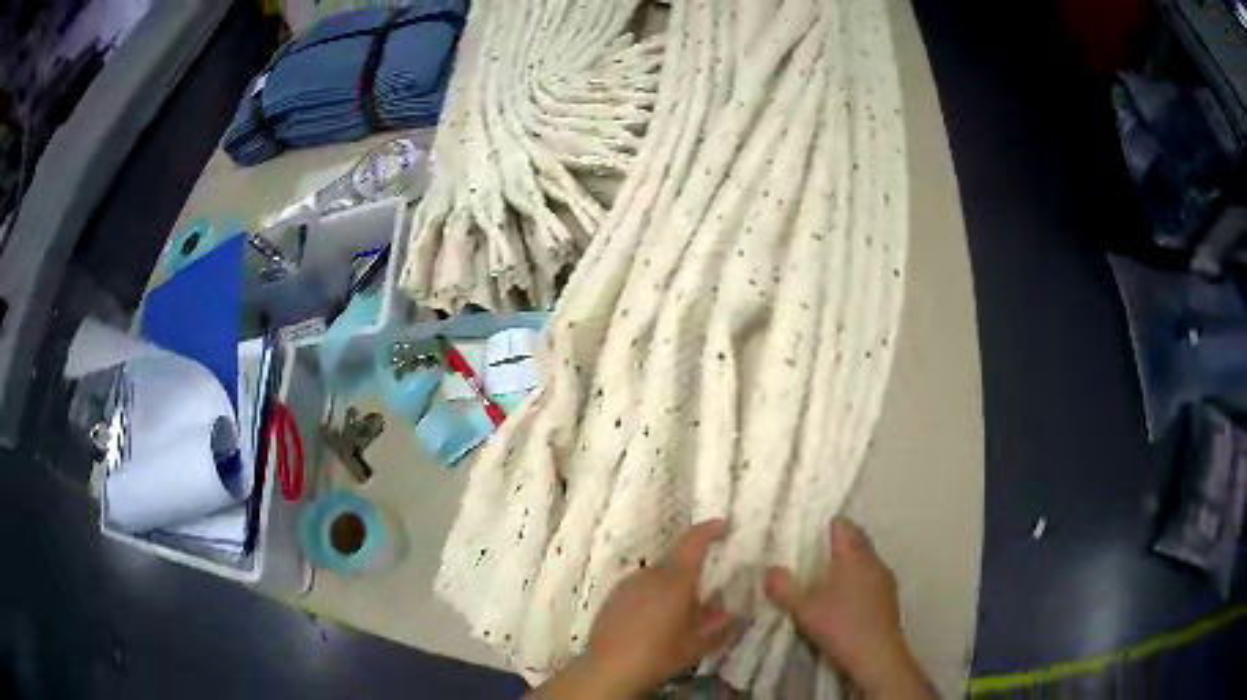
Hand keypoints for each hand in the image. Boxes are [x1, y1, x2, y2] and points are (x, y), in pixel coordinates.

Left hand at [534, 520, 737, 697]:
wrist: (609, 668)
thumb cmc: (659, 654)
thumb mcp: (697, 644)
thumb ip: (717, 626)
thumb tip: (727, 613)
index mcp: (675, 580)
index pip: (693, 544)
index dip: (708, 530)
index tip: (722, 523)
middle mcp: (650, 575)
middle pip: (675, 561)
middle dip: (691, 570)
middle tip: (705, 588)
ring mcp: (627, 585)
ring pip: (656, 576)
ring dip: (670, 585)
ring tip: (679, 609)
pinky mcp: (612, 598)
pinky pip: (639, 588)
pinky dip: (651, 595)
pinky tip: (653, 619)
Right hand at [764, 517, 934, 697]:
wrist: (876, 655)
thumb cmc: (840, 625)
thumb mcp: (803, 610)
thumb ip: (783, 588)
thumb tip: (769, 570)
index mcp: (853, 555)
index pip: (841, 524)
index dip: (823, 527)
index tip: (806, 538)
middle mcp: (873, 560)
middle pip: (855, 539)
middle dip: (835, 546)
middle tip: (810, 560)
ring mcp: (885, 577)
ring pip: (865, 559)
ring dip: (848, 565)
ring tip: (826, 582)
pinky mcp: (890, 596)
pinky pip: (872, 577)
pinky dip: (858, 582)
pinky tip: (845, 602)